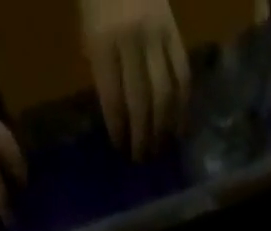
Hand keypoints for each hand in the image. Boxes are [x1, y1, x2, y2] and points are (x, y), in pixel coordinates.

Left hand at [80, 0, 190, 160]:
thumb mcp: (88, 33)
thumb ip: (102, 72)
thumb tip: (119, 117)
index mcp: (103, 41)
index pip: (113, 99)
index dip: (118, 129)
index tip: (121, 149)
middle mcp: (132, 41)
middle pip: (141, 103)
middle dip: (141, 136)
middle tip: (141, 158)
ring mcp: (157, 37)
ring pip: (164, 95)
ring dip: (163, 129)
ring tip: (159, 149)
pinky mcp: (176, 35)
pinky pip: (183, 78)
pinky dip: (182, 107)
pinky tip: (178, 128)